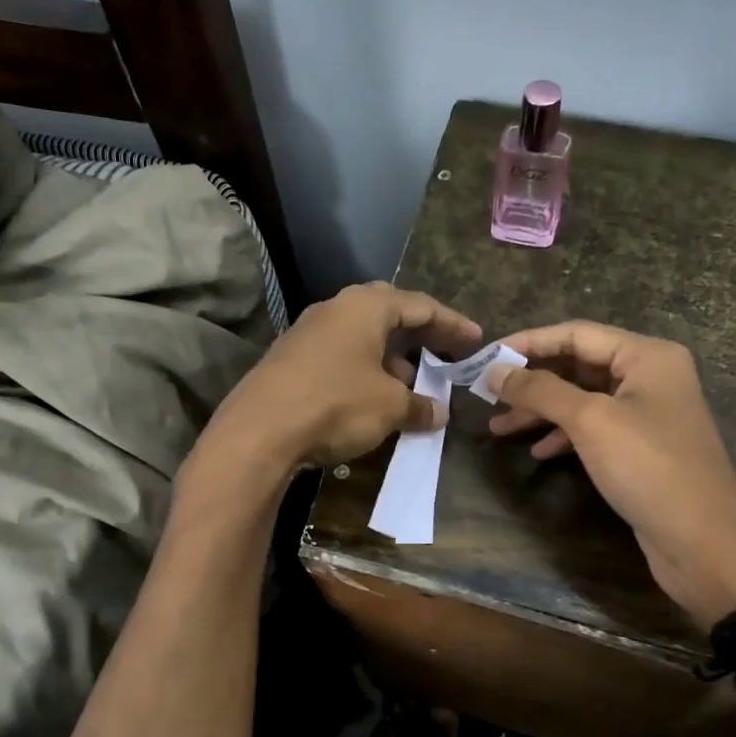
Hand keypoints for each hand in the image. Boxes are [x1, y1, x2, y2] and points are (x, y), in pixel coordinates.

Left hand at [201, 282, 480, 473]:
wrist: (259, 431)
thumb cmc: (336, 404)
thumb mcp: (389, 407)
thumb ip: (419, 406)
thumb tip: (439, 413)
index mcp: (365, 306)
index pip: (421, 306)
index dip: (452, 324)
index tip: (476, 340)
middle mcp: (336, 309)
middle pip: (390, 314)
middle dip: (420, 335)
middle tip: (445, 353)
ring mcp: (309, 332)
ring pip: (363, 337)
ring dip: (391, 357)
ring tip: (412, 384)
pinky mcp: (291, 359)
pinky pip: (341, 355)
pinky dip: (365, 370)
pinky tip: (373, 397)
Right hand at [485, 322, 735, 622]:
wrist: (703, 543)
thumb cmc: (649, 469)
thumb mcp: (590, 421)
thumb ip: (540, 390)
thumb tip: (495, 370)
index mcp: (646, 356)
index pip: (576, 334)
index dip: (528, 343)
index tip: (485, 358)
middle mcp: (650, 376)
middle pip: (578, 365)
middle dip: (532, 380)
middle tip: (487, 395)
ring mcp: (647, 413)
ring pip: (582, 399)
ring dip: (540, 411)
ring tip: (499, 427)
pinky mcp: (641, 447)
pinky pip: (594, 428)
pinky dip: (563, 435)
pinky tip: (538, 451)